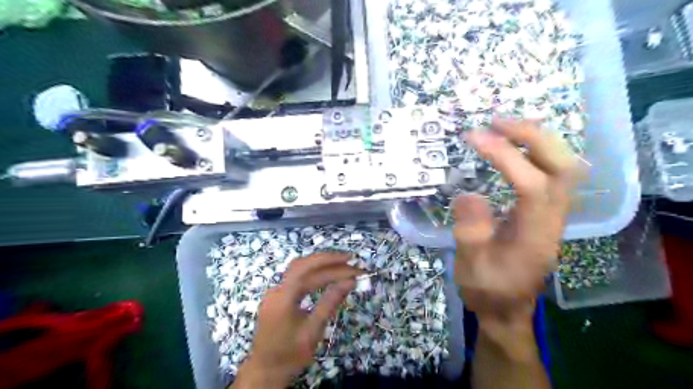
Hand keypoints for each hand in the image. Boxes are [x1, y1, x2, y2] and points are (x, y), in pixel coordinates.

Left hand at [233, 252, 363, 388]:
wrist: (265, 371)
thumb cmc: (290, 355)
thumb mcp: (313, 331)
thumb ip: (330, 303)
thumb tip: (350, 281)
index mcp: (283, 297)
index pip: (309, 271)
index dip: (333, 265)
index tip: (353, 267)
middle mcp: (277, 289)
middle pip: (303, 264)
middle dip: (328, 260)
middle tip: (350, 260)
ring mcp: (275, 291)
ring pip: (299, 268)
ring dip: (321, 264)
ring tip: (342, 264)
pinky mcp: (278, 296)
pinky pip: (296, 277)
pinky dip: (313, 273)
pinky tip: (326, 274)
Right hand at [456, 120, 580, 338]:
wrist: (507, 310)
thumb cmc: (486, 290)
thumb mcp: (470, 266)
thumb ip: (470, 232)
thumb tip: (468, 194)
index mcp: (534, 236)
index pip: (531, 184)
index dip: (506, 156)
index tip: (475, 137)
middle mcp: (553, 220)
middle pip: (563, 168)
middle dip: (532, 137)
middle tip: (496, 122)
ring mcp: (554, 215)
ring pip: (565, 167)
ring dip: (538, 140)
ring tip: (504, 127)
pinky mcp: (547, 213)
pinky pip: (554, 173)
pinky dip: (538, 151)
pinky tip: (515, 146)